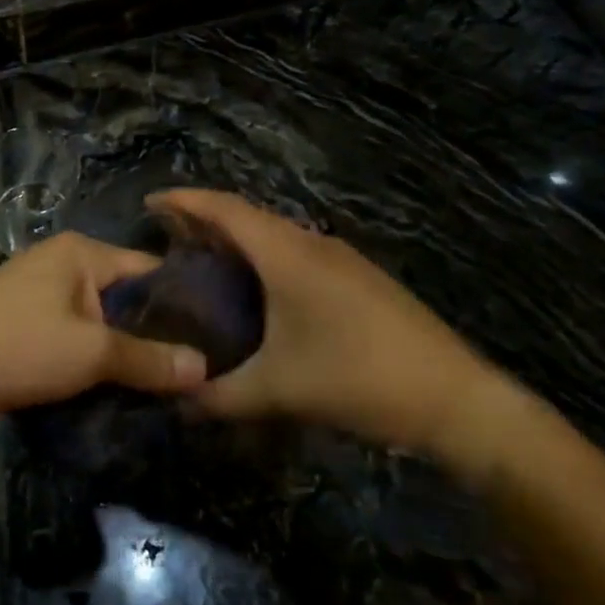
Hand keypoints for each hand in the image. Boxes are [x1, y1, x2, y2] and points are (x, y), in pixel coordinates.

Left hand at [0, 233, 206, 417]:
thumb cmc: (17, 347)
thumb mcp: (91, 353)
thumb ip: (149, 360)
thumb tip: (205, 368)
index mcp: (82, 253)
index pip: (151, 270)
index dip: (184, 305)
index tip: (217, 342)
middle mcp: (62, 264)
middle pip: (124, 298)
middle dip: (153, 336)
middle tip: (193, 374)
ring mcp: (38, 293)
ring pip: (97, 322)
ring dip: (120, 352)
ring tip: (162, 388)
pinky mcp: (21, 323)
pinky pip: (70, 337)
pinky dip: (89, 359)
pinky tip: (113, 389)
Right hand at [150, 191, 515, 458]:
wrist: (455, 399)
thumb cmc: (358, 380)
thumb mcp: (277, 391)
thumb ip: (219, 396)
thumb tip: (177, 402)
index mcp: (288, 255)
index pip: (225, 210)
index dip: (184, 201)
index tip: (149, 203)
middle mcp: (313, 244)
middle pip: (249, 216)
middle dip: (205, 220)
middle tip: (167, 238)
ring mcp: (342, 259)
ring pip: (276, 234)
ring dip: (238, 239)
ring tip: (204, 261)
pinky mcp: (359, 278)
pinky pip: (297, 252)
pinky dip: (265, 257)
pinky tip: (258, 289)